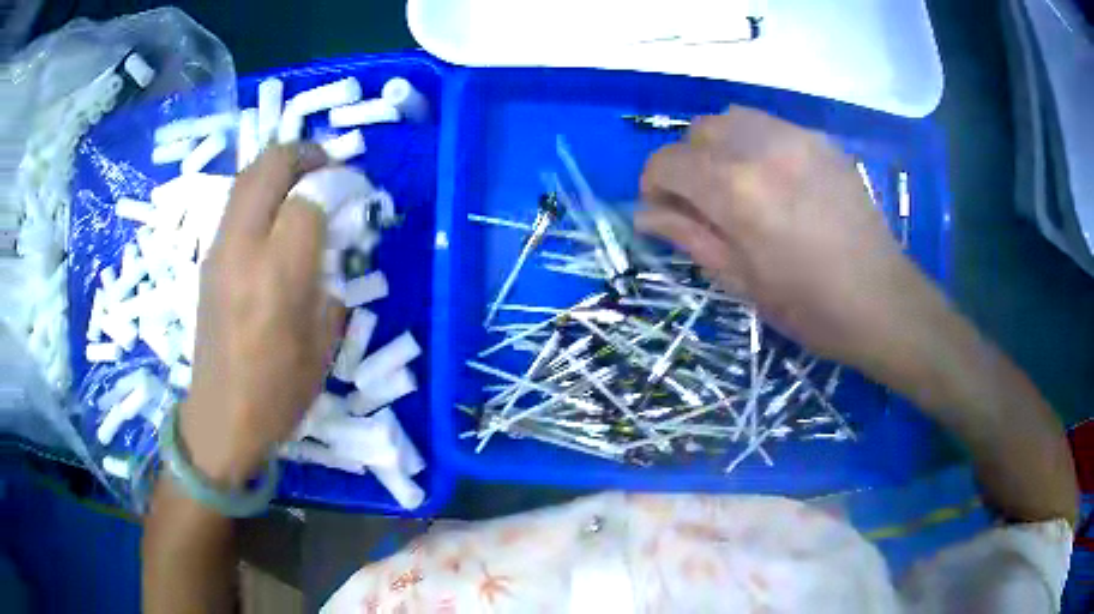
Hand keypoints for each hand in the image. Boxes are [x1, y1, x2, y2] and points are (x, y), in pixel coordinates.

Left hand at [181, 144, 343, 485]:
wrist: (222, 416)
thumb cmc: (279, 392)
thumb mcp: (322, 343)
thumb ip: (331, 282)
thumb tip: (332, 247)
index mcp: (278, 276)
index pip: (308, 200)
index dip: (335, 187)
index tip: (353, 193)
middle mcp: (243, 250)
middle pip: (269, 167)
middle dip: (303, 153)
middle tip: (327, 166)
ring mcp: (219, 250)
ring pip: (247, 176)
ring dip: (279, 166)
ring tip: (302, 181)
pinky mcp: (208, 258)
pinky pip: (235, 203)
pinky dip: (259, 190)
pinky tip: (275, 213)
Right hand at [638, 107, 928, 369]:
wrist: (882, 301)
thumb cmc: (809, 307)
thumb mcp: (740, 281)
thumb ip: (689, 237)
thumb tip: (645, 215)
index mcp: (735, 190)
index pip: (667, 162)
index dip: (654, 185)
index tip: (665, 211)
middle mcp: (760, 148)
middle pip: (698, 131)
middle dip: (687, 163)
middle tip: (702, 201)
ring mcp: (795, 138)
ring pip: (732, 118)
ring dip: (719, 146)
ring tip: (736, 184)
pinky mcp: (821, 141)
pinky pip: (770, 125)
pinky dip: (754, 143)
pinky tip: (773, 179)